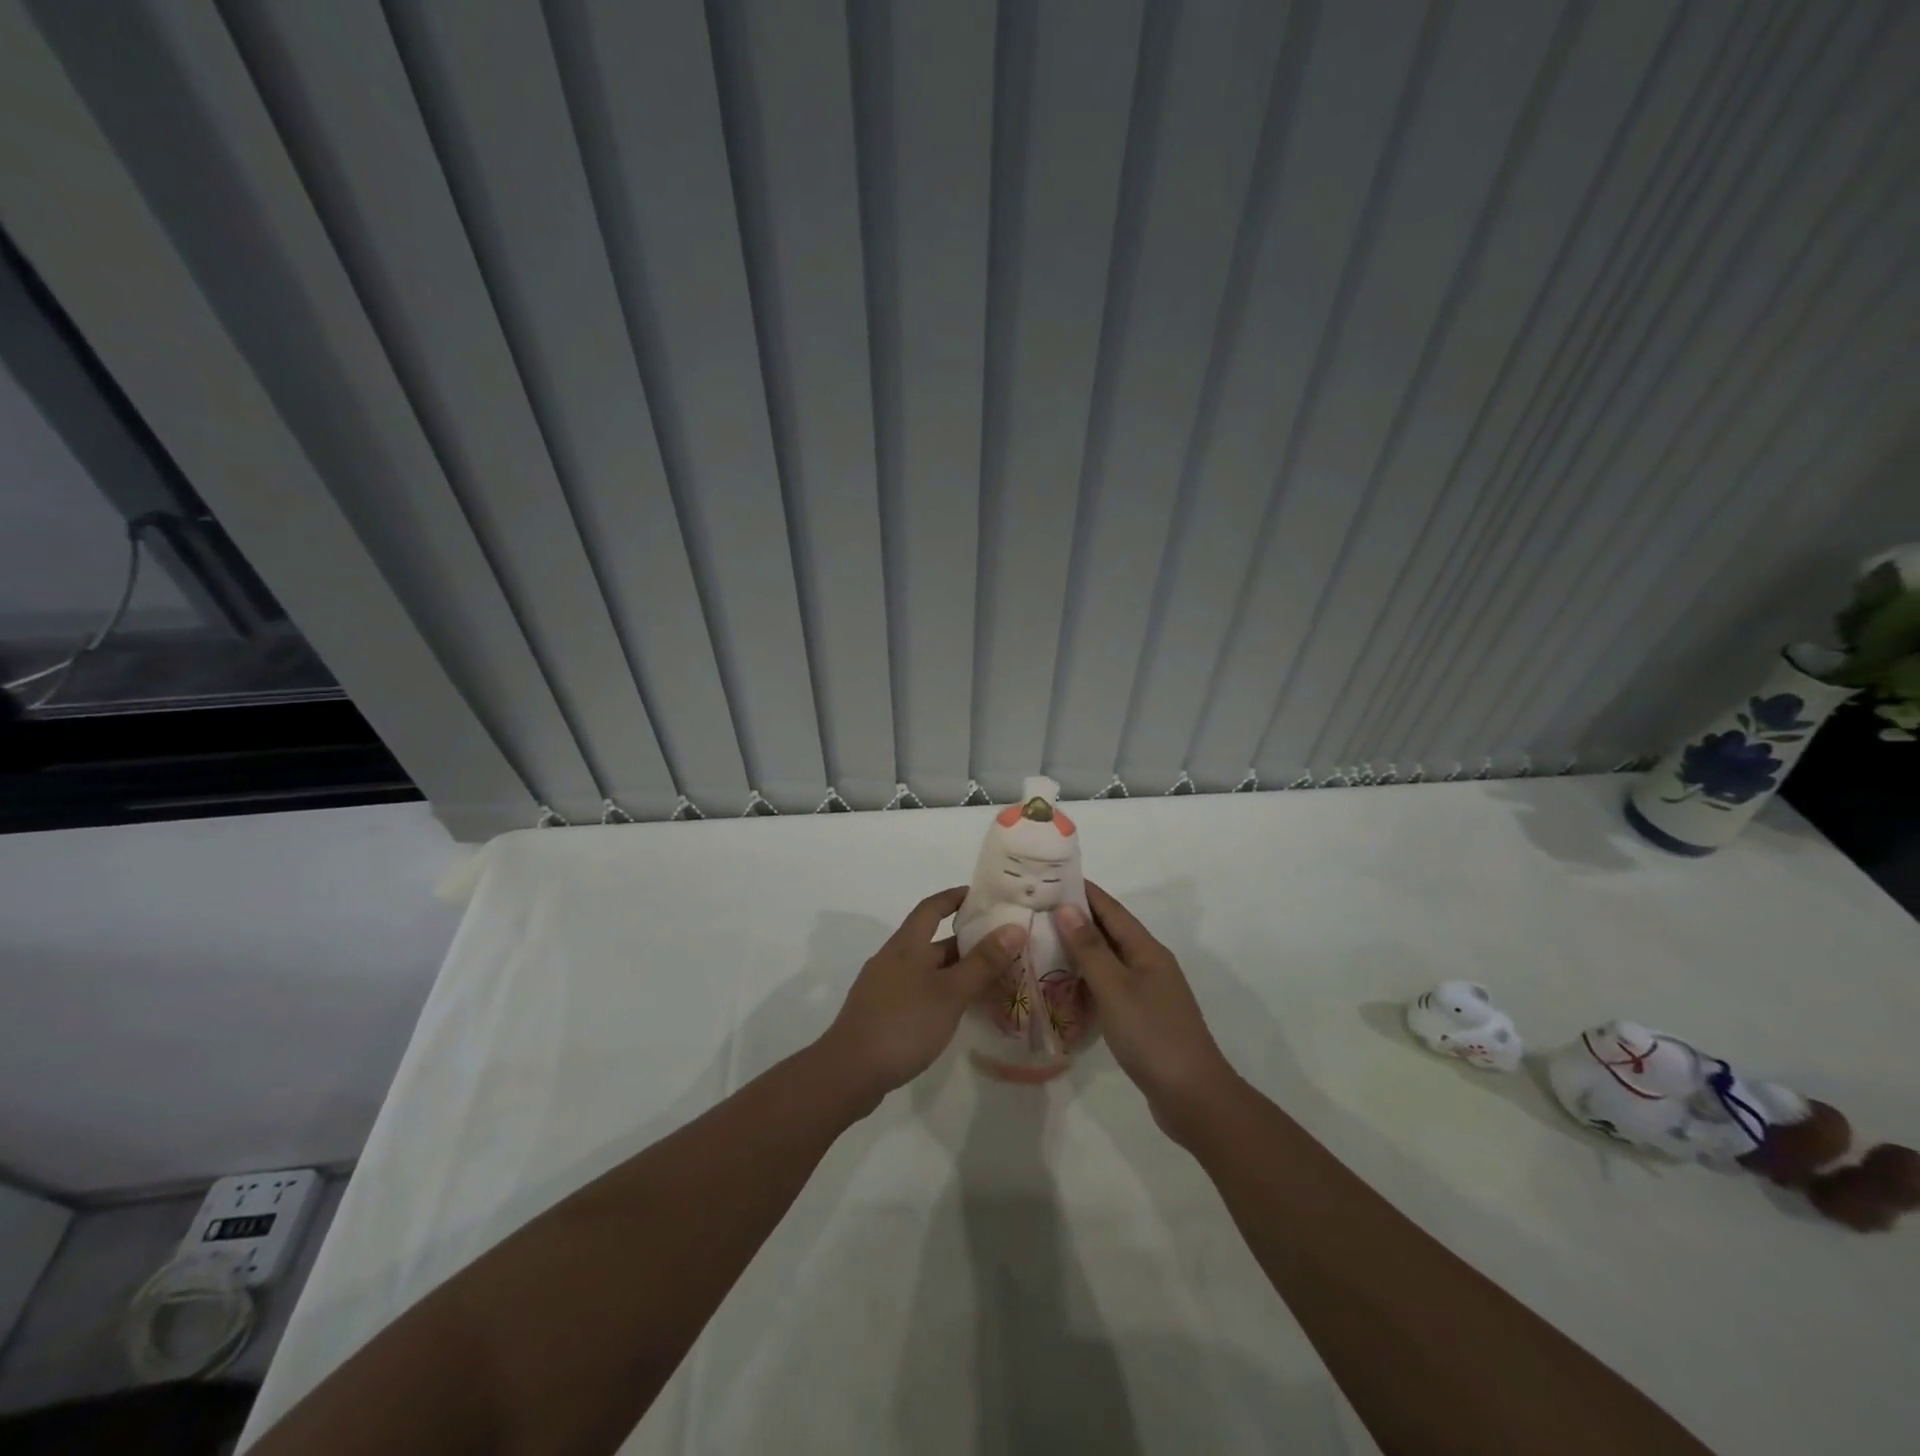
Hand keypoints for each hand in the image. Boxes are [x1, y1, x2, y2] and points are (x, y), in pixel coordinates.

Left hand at [819, 887, 1023, 1109]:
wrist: (849, 1072)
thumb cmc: (903, 1023)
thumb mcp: (950, 992)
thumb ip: (983, 962)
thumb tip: (1014, 927)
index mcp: (906, 945)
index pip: (932, 907)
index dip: (955, 897)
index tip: (982, 897)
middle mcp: (893, 959)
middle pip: (932, 941)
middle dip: (966, 942)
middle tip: (1002, 947)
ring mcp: (884, 987)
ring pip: (927, 970)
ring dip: (956, 971)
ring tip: (991, 981)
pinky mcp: (882, 1014)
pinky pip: (918, 992)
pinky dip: (942, 994)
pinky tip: (959, 1012)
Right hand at [1058, 883, 1238, 1143]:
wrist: (1193, 1097)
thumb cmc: (1152, 1035)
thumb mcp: (1115, 989)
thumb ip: (1089, 949)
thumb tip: (1066, 907)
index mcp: (1146, 950)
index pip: (1110, 908)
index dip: (1082, 890)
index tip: (1049, 876)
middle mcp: (1148, 964)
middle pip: (1109, 931)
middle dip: (1075, 917)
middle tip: (1034, 909)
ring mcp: (1147, 991)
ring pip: (1107, 960)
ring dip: (1078, 949)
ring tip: (1040, 941)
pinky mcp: (1141, 1016)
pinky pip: (1108, 986)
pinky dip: (1085, 979)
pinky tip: (1062, 985)